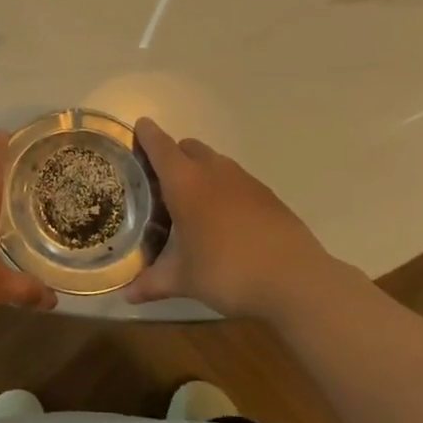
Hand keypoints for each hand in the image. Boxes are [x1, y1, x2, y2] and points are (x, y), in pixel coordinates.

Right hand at [125, 118, 338, 319]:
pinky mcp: (267, 195)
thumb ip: (153, 282)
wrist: (295, 279)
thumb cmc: (228, 271)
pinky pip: (237, 180)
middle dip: (173, 155)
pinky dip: (225, 189)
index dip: (147, 134)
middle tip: (161, 178)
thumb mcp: (185, 280)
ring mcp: (244, 180)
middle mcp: (213, 171)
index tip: (139, 126)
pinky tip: (226, 219)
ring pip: (215, 161)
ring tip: (193, 201)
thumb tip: (127, 296)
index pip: (160, 146)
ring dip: (201, 170)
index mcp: (185, 182)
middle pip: (188, 147)